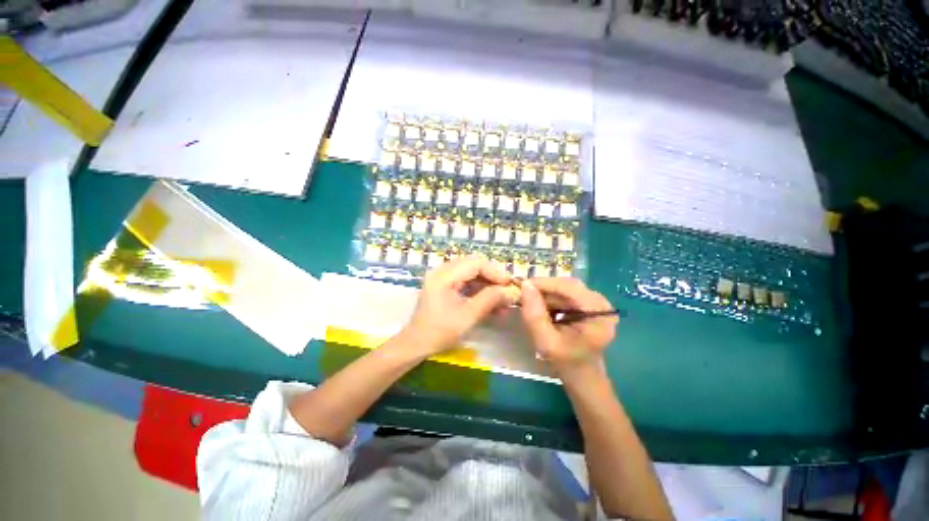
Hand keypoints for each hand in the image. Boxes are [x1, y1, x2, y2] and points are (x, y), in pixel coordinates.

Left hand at [402, 256, 517, 356]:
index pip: (475, 263)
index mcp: (443, 276)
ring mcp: (442, 278)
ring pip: (471, 274)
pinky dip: (479, 291)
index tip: (509, 285)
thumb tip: (511, 291)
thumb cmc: (439, 332)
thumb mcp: (468, 317)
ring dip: (487, 286)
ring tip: (502, 301)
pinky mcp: (444, 286)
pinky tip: (491, 304)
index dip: (494, 272)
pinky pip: (465, 282)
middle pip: (473, 266)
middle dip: (492, 278)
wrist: (416, 345)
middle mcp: (442, 271)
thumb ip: (490, 300)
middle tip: (507, 291)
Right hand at [519, 278, 617, 373]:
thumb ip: (535, 315)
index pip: (569, 287)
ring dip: (545, 294)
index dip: (544, 283)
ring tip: (528, 301)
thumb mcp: (546, 342)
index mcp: (598, 312)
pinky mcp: (587, 306)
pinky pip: (564, 295)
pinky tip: (540, 307)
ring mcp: (594, 303)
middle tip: (523, 293)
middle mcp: (600, 302)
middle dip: (543, 289)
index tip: (522, 285)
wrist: (582, 378)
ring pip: (564, 289)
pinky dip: (550, 299)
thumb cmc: (567, 364)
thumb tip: (525, 285)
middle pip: (567, 285)